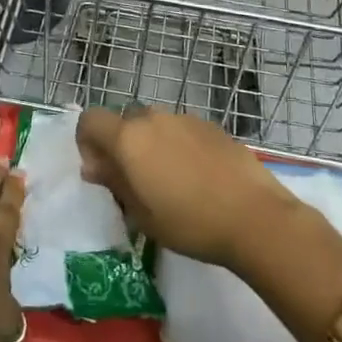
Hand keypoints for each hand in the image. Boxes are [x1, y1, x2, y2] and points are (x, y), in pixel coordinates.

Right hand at [76, 104, 300, 270]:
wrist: (253, 216)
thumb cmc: (188, 222)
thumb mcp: (141, 214)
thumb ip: (114, 182)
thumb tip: (94, 166)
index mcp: (128, 138)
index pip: (90, 120)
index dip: (87, 142)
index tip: (101, 171)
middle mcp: (152, 118)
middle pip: (123, 122)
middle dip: (122, 146)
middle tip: (135, 181)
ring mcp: (183, 118)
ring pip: (154, 125)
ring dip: (151, 145)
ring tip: (170, 181)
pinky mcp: (210, 125)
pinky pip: (181, 130)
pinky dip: (178, 146)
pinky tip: (198, 177)